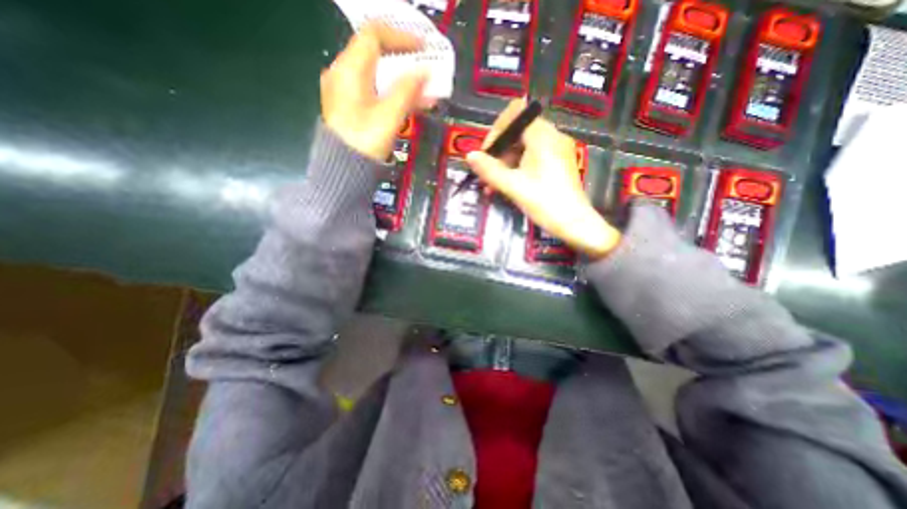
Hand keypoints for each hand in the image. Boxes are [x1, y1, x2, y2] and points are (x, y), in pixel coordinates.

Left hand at [317, 21, 431, 160]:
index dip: (401, 37)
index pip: (374, 36)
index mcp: (348, 70)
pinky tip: (411, 104)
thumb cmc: (364, 143)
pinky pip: (374, 92)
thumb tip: (424, 72)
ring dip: (402, 81)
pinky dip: (393, 95)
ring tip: (426, 92)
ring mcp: (345, 92)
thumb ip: (407, 91)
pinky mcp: (351, 108)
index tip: (423, 49)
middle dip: (405, 62)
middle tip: (427, 70)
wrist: (343, 171)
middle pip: (376, 56)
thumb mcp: (389, 116)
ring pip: (377, 76)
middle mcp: (343, 75)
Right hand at [467, 99, 623, 259]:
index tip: (486, 155)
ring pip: (523, 147)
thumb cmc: (544, 202)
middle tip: (487, 174)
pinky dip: (517, 168)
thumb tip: (469, 156)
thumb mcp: (513, 186)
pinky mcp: (558, 162)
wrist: (574, 223)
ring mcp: (556, 149)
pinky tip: (507, 186)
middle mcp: (552, 136)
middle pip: (517, 132)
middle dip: (498, 152)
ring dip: (505, 163)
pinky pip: (532, 157)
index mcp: (542, 136)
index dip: (496, 132)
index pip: (514, 115)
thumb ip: (489, 169)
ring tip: (493, 186)